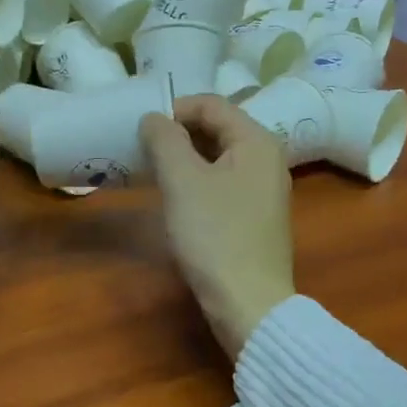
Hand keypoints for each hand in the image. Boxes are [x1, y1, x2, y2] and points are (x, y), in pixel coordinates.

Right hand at [140, 95, 295, 356]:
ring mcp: (263, 190)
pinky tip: (174, 198)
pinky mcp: (254, 217)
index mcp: (256, 142)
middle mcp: (266, 159)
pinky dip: (196, 181)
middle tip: (141, 149)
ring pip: (218, 158)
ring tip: (152, 171)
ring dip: (184, 158)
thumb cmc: (215, 236)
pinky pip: (222, 183)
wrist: (248, 302)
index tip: (140, 129)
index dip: (174, 108)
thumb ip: (165, 140)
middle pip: (217, 128)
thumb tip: (153, 118)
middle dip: (177, 133)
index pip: (211, 104)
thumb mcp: (183, 181)